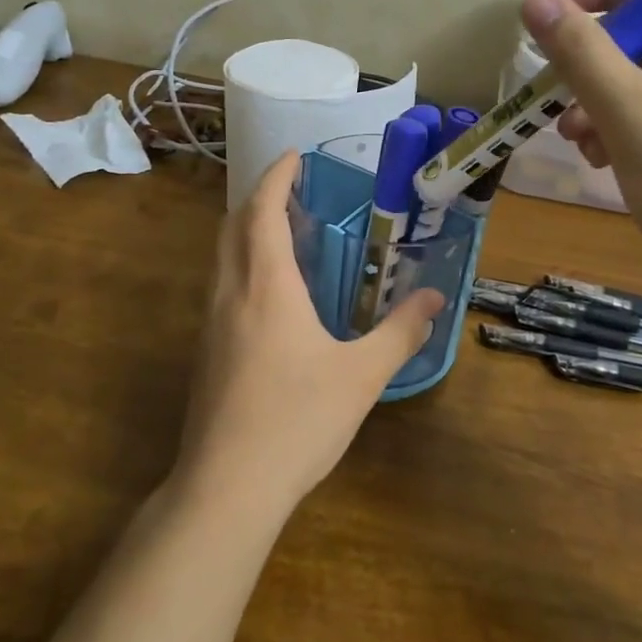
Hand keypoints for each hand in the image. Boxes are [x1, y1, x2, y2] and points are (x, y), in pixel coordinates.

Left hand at [176, 153, 443, 519]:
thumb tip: (435, 299)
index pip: (262, 211)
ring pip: (222, 257)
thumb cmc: (297, 420)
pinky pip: (222, 287)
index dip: (276, 177)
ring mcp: (210, 324)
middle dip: (259, 198)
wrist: (227, 486)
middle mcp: (230, 293)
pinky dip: (243, 265)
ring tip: (286, 234)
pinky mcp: (206, 352)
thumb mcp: (361, 375)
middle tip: (294, 191)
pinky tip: (271, 295)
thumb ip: (400, 332)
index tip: (294, 156)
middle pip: (233, 226)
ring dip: (247, 232)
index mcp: (266, 286)